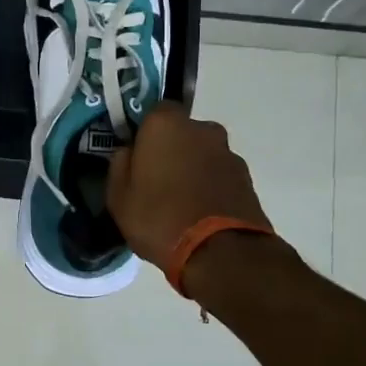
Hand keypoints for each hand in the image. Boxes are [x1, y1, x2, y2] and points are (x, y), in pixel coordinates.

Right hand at [107, 102, 274, 271]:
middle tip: (157, 180)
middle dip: (171, 150)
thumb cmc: (158, 217)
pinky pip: (219, 175)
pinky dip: (210, 186)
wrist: (220, 252)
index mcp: (166, 124)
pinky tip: (200, 212)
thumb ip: (120, 164)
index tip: (137, 156)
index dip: (145, 133)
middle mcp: (202, 129)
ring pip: (202, 154)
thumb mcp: (118, 196)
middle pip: (182, 133)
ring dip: (193, 169)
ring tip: (181, 202)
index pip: (153, 112)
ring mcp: (228, 153)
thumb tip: (130, 152)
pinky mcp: (247, 179)